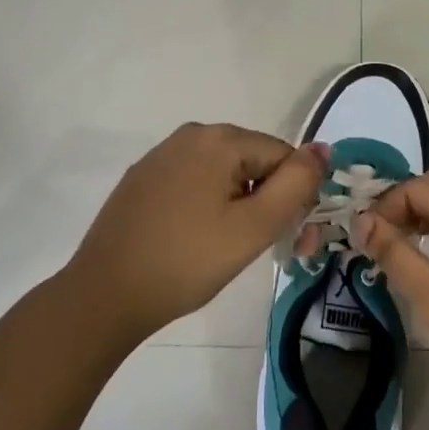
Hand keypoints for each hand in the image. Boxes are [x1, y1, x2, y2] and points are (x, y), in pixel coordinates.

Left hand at [67, 123, 328, 340]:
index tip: (290, 238)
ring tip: (228, 249)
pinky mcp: (142, 180)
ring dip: (239, 204)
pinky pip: (193, 182)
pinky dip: (207, 206)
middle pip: (253, 160)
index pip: (283, 156)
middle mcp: (189, 135)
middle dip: (267, 199)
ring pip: (223, 173)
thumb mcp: (254, 227)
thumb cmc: (187, 261)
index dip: (294, 196)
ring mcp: (161, 156)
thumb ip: (296, 185)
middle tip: (263, 248)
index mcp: (218, 138)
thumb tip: (323, 149)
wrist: (105, 295)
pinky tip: (196, 240)